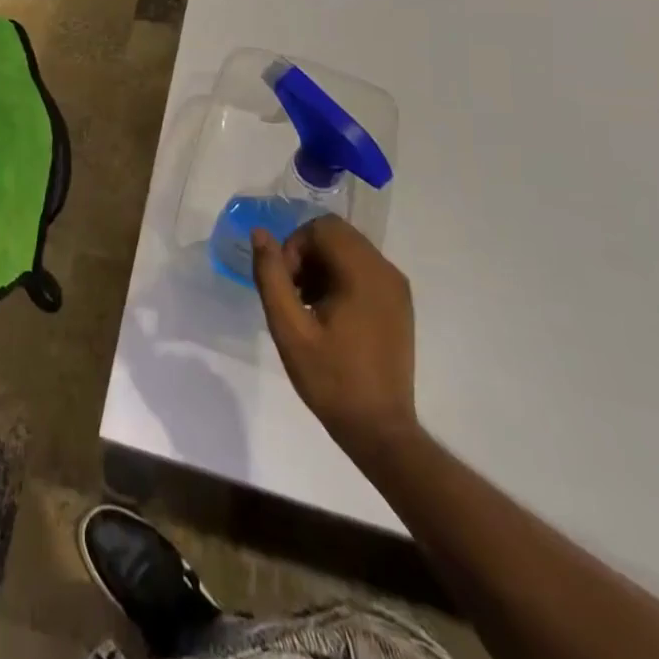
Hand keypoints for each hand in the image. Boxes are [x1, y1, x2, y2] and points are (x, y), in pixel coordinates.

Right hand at [251, 216, 419, 467]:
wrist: (379, 430)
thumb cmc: (331, 379)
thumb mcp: (289, 328)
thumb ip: (271, 276)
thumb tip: (260, 234)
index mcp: (364, 274)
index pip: (322, 228)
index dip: (295, 246)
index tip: (286, 283)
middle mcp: (386, 272)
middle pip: (337, 235)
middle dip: (306, 254)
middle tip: (293, 293)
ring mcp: (397, 289)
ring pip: (349, 250)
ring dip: (321, 266)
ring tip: (306, 305)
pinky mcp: (398, 304)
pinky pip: (363, 269)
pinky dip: (339, 277)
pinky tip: (327, 314)